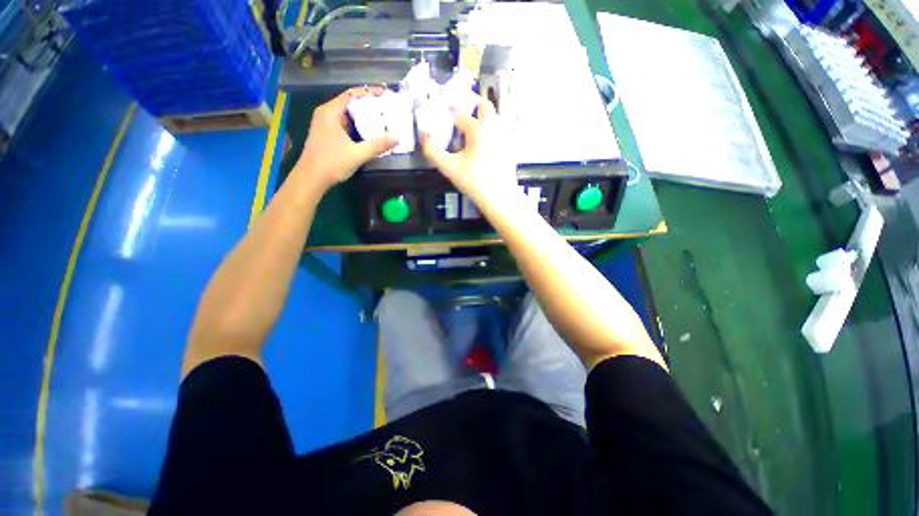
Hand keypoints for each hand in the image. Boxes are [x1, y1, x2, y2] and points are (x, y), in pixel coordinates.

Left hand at [296, 87, 396, 189]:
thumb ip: (377, 145)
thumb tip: (396, 139)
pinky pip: (346, 125)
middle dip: (369, 106)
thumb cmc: (331, 163)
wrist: (311, 179)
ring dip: (364, 118)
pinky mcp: (328, 135)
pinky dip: (358, 127)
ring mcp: (326, 125)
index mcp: (330, 112)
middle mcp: (326, 114)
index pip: (352, 94)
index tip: (385, 95)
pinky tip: (370, 134)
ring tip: (382, 120)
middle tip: (387, 109)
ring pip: (348, 115)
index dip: (369, 93)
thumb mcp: (357, 154)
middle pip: (350, 103)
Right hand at [420, 96, 518, 205]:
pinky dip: (490, 130)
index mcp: (478, 129)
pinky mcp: (509, 147)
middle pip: (484, 105)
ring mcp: (504, 136)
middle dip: (472, 103)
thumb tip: (424, 137)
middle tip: (461, 112)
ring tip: (470, 129)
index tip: (441, 114)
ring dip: (482, 116)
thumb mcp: (449, 167)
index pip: (459, 113)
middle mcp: (494, 127)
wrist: (499, 196)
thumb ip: (433, 151)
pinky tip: (483, 144)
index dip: (448, 112)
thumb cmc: (474, 181)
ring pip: (494, 117)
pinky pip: (500, 130)